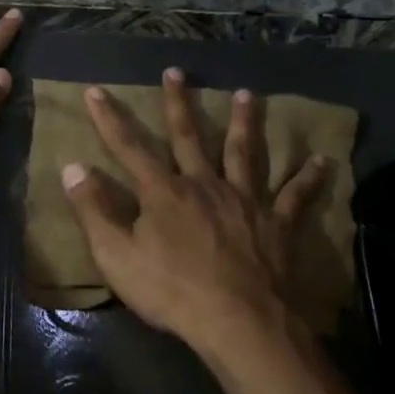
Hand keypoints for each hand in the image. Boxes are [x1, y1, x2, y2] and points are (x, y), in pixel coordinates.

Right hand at [61, 69, 326, 356]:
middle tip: (176, 71)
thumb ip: (93, 210)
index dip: (109, 119)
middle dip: (178, 103)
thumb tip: (72, 167)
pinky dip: (308, 178)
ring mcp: (244, 200)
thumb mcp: (117, 256)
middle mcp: (204, 184)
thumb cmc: (171, 291)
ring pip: (243, 152)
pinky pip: (295, 195)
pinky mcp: (276, 223)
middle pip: (189, 137)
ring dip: (244, 122)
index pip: (129, 147)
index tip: (96, 90)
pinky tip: (323, 161)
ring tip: (248, 95)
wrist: (237, 321)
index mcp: (163, 192)